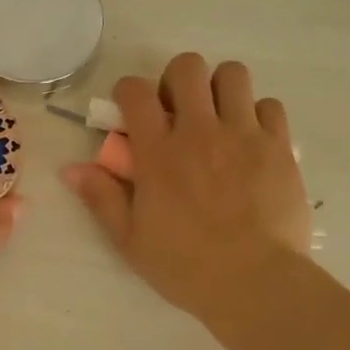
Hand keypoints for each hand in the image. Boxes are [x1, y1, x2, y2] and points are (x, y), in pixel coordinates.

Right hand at [61, 54, 310, 328]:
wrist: (254, 283)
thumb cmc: (185, 266)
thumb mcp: (130, 239)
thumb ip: (101, 197)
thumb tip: (70, 169)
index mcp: (158, 153)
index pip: (136, 91)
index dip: (128, 91)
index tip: (131, 110)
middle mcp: (199, 132)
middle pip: (188, 67)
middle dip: (177, 79)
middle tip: (178, 110)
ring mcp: (243, 135)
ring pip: (233, 74)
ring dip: (220, 89)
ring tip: (217, 118)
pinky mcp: (279, 147)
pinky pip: (270, 105)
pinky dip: (257, 115)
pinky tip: (250, 141)